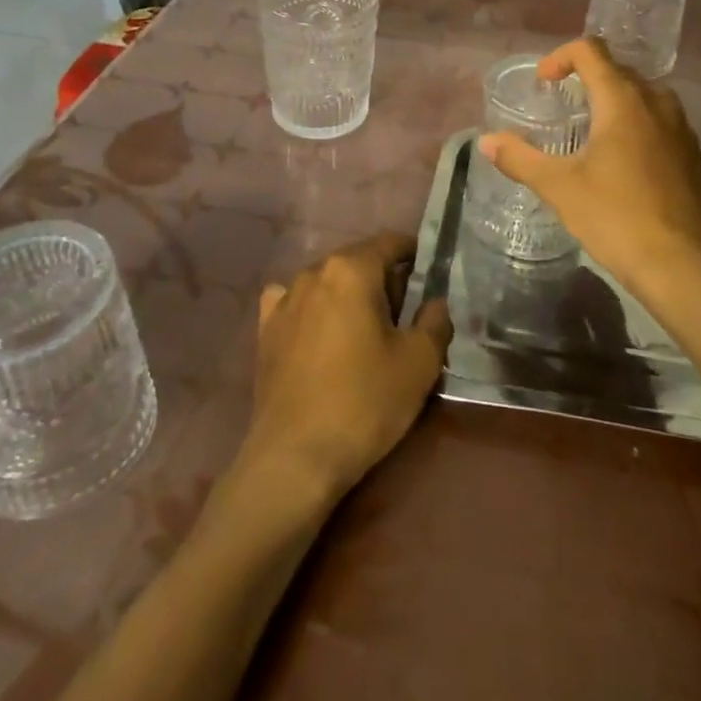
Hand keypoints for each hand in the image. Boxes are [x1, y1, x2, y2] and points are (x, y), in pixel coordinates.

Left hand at [241, 234, 452, 505]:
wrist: (295, 457)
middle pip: (358, 261)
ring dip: (348, 295)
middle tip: (403, 315)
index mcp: (352, 269)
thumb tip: (434, 302)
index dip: (413, 253)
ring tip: (362, 330)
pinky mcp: (265, 330)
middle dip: (383, 279)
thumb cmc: (365, 402)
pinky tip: (319, 334)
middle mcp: (314, 272)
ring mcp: (284, 300)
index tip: (428, 276)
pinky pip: (295, 303)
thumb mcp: (420, 362)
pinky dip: (312, 310)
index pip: (390, 242)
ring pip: (327, 282)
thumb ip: (435, 320)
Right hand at [478, 38, 700, 295]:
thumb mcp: (559, 188)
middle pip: (618, 70)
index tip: (544, 83)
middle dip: (586, 80)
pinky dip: (637, 125)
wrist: (683, 266)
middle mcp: (657, 102)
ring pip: (643, 96)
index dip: (561, 57)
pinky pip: (660, 122)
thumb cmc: (616, 217)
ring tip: (591, 133)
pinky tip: (623, 163)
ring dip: (614, 102)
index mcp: (623, 100)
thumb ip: (520, 159)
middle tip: (562, 107)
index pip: (591, 51)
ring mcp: (681, 128)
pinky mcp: (693, 154)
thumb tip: (485, 141)